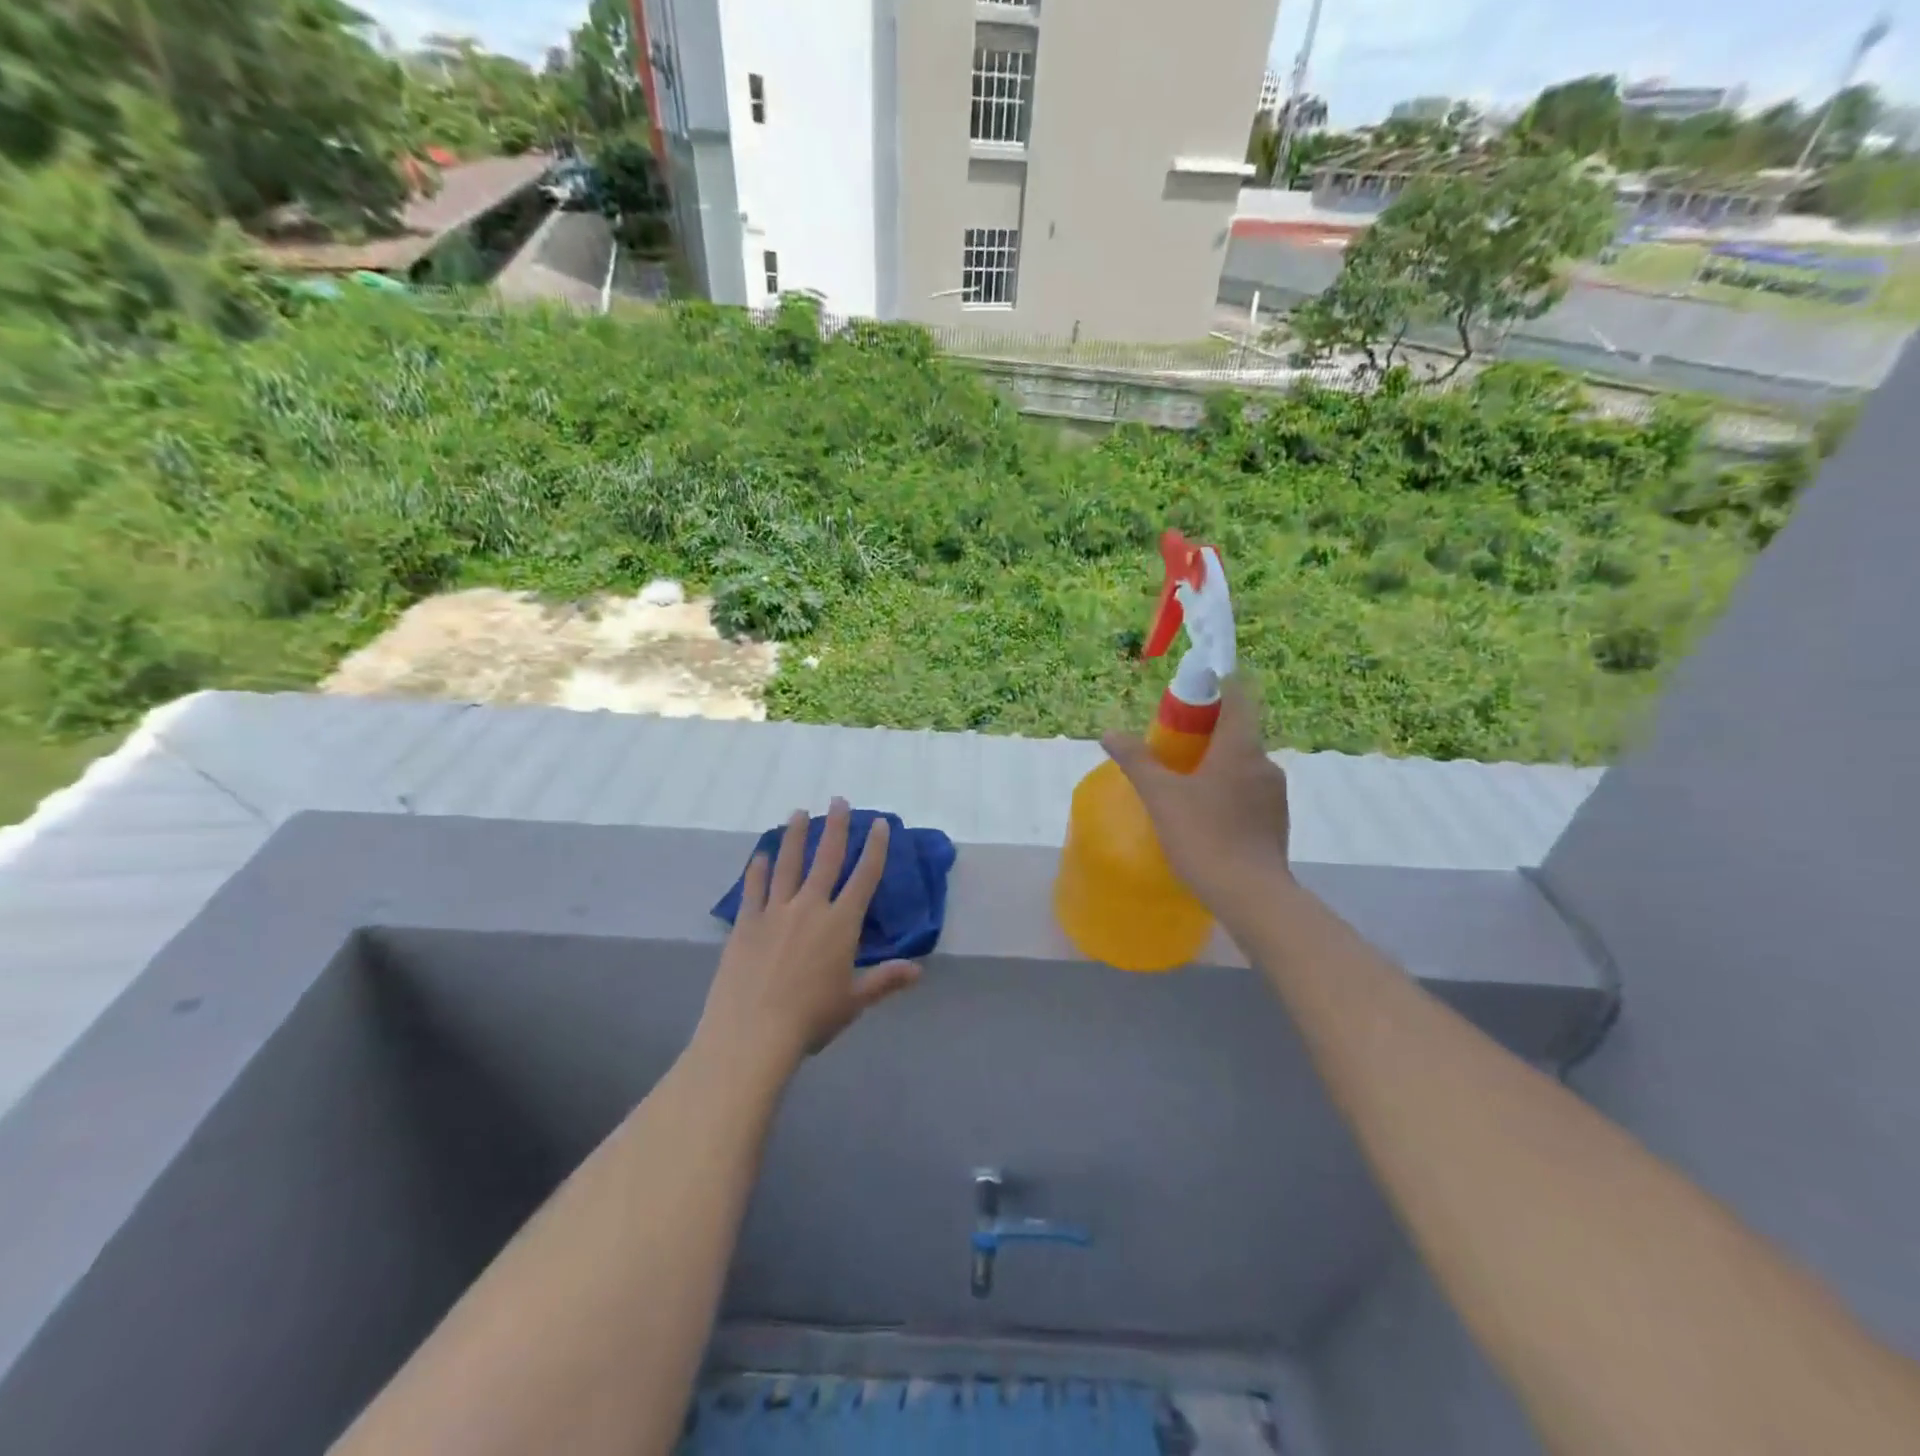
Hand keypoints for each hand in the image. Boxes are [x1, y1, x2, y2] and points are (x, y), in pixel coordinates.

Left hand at [698, 797, 919, 1073]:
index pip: (864, 877)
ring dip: (796, 836)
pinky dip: (759, 869)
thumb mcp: (854, 1001)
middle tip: (838, 799)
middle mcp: (810, 907)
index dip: (874, 847)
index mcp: (841, 924)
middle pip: (826, 858)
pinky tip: (762, 855)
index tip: (878, 822)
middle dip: (835, 827)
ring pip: (788, 863)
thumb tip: (918, 970)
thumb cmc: (810, 1018)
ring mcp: (775, 912)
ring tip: (799, 812)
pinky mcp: (746, 923)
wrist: (752, 1033)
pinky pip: (754, 888)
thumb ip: (885, 980)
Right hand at [1101, 677, 1292, 922]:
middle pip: (1238, 731)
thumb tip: (1110, 733)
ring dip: (1217, 764)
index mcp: (1240, 747)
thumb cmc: (1204, 836)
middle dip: (1207, 730)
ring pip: (1243, 764)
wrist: (1251, 896)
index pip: (1238, 696)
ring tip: (1184, 784)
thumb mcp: (1161, 797)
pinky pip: (1249, 792)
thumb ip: (1136, 761)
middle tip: (1173, 745)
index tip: (1192, 689)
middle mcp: (1264, 763)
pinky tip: (1204, 815)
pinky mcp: (1276, 821)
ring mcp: (1274, 794)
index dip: (1217, 684)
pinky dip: (1227, 791)